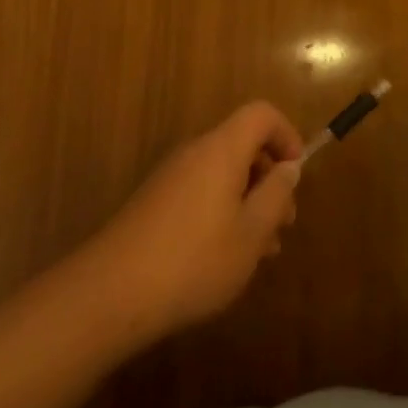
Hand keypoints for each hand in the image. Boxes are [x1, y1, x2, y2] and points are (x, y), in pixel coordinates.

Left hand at [86, 102, 304, 343]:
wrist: (111, 293)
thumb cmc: (194, 260)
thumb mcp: (251, 234)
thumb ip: (276, 195)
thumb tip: (288, 168)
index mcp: (221, 149)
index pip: (261, 114)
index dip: (286, 135)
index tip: (296, 175)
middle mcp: (195, 152)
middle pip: (242, 145)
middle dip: (270, 179)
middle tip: (283, 225)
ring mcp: (171, 177)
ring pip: (223, 174)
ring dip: (248, 201)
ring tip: (260, 251)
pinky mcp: (155, 202)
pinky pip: (201, 191)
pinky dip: (223, 211)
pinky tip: (225, 257)